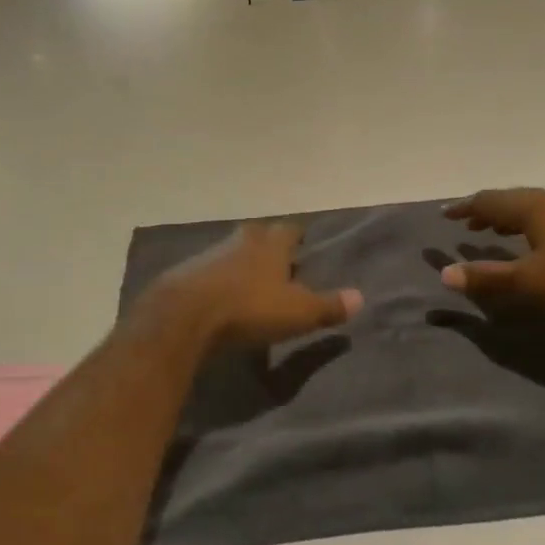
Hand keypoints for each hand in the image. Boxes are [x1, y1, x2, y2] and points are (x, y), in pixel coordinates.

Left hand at [141, 223, 361, 350]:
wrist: (183, 315)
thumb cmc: (249, 308)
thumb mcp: (298, 312)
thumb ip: (328, 305)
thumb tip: (360, 297)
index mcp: (271, 243)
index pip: (290, 230)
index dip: (299, 237)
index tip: (304, 245)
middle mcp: (241, 240)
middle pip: (259, 236)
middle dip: (269, 247)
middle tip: (280, 264)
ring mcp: (210, 254)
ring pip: (232, 252)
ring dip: (242, 264)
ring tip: (252, 284)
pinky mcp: (186, 273)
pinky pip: (209, 272)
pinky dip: (219, 281)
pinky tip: (221, 298)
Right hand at [441, 186, 544, 313]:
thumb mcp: (531, 280)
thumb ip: (488, 277)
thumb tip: (445, 274)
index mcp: (534, 205)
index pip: (489, 200)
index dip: (465, 207)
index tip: (445, 214)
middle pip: (513, 199)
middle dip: (488, 212)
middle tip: (469, 224)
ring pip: (537, 205)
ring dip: (513, 217)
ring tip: (499, 232)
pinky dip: (536, 222)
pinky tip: (543, 239)